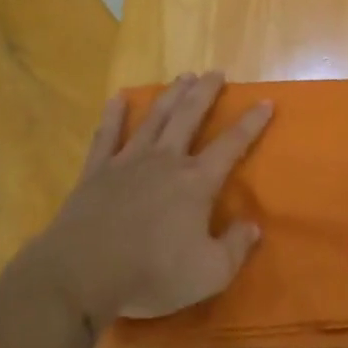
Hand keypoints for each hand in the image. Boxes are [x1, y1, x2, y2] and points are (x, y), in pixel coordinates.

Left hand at [39, 72, 271, 322]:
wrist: (81, 275)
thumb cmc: (150, 274)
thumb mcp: (209, 273)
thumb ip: (236, 248)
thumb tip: (254, 226)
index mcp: (196, 182)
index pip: (231, 144)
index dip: (251, 122)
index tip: (266, 102)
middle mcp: (166, 161)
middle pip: (189, 116)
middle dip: (206, 92)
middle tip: (216, 72)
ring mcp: (129, 161)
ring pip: (155, 118)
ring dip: (171, 95)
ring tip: (183, 76)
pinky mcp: (97, 171)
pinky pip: (107, 135)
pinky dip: (114, 115)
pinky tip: (118, 98)